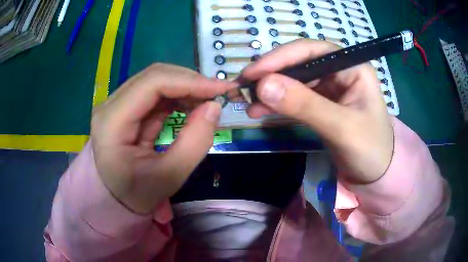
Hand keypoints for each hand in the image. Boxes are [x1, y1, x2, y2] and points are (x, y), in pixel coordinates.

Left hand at [91, 64, 233, 213]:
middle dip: (190, 81)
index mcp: (111, 122)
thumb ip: (195, 142)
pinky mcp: (125, 109)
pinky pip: (154, 93)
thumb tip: (214, 107)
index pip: (151, 83)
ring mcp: (116, 105)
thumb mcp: (169, 176)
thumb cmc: (137, 194)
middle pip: (153, 76)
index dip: (189, 81)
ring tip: (207, 100)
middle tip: (218, 94)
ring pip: (155, 81)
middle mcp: (110, 106)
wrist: (117, 199)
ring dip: (184, 87)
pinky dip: (177, 96)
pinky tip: (191, 104)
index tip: (221, 88)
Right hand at [243, 40, 393, 183]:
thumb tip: (262, 85)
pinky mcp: (321, 103)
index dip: (280, 58)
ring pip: (293, 80)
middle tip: (243, 88)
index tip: (252, 73)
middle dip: (270, 74)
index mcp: (352, 66)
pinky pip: (294, 97)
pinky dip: (276, 103)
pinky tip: (260, 110)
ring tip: (247, 102)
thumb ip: (305, 105)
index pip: (311, 50)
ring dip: (269, 89)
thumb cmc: (370, 150)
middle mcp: (339, 70)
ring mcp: (329, 86)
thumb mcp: (342, 128)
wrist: (376, 174)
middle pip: (299, 63)